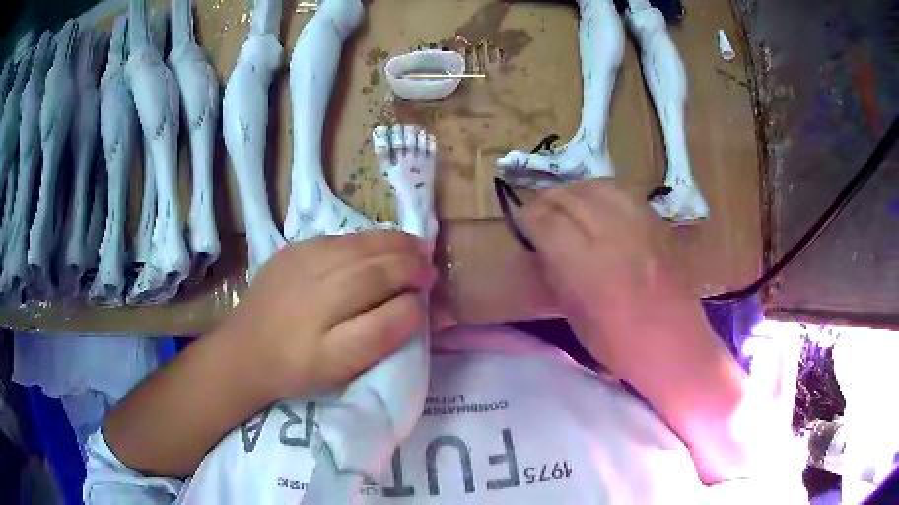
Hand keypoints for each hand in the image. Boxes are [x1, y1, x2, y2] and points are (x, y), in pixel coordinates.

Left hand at [215, 231, 435, 401]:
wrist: (244, 350)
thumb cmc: (295, 367)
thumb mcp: (340, 365)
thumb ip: (381, 335)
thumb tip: (417, 307)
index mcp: (329, 314)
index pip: (387, 292)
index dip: (415, 289)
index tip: (432, 291)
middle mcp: (318, 277)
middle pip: (375, 261)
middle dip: (410, 260)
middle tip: (429, 267)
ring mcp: (303, 257)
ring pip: (360, 243)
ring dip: (393, 244)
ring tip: (414, 249)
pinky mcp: (292, 248)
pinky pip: (340, 239)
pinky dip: (367, 241)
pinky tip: (376, 249)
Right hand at [520, 180, 692, 377]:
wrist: (674, 343)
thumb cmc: (619, 344)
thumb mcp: (575, 316)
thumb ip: (556, 274)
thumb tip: (542, 246)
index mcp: (586, 266)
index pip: (546, 221)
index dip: (528, 216)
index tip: (522, 221)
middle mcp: (612, 235)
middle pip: (570, 198)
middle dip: (548, 201)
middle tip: (539, 212)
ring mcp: (639, 225)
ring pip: (597, 187)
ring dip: (575, 192)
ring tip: (568, 205)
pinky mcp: (657, 223)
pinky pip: (623, 194)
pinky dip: (603, 194)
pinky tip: (599, 206)